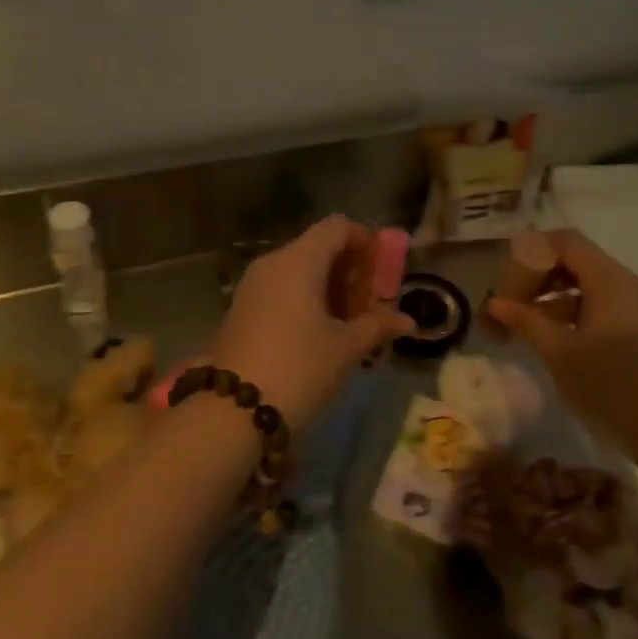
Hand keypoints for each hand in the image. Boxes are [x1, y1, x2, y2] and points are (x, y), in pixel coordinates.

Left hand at [206, 216, 413, 431]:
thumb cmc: (298, 368)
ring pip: (300, 271)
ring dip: (330, 290)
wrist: (231, 411)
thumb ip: (378, 326)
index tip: (382, 273)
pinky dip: (307, 302)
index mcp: (299, 260)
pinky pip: (282, 291)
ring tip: (351, 327)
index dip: (365, 241)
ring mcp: (253, 287)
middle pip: (319, 248)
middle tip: (371, 307)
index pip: (337, 227)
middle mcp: (272, 264)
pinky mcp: (242, 311)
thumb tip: (407, 321)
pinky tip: (322, 336)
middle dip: (350, 272)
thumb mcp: (346, 348)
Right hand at [486, 230, 637, 439]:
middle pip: (575, 260)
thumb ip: (526, 321)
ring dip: (552, 299)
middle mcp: (629, 284)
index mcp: (610, 280)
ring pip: (587, 285)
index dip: (530, 255)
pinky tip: (555, 342)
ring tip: (526, 330)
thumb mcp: (559, 352)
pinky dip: (574, 314)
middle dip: (537, 279)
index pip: (564, 241)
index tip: (509, 287)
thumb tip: (496, 303)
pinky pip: (603, 306)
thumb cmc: (609, 385)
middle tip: (510, 309)